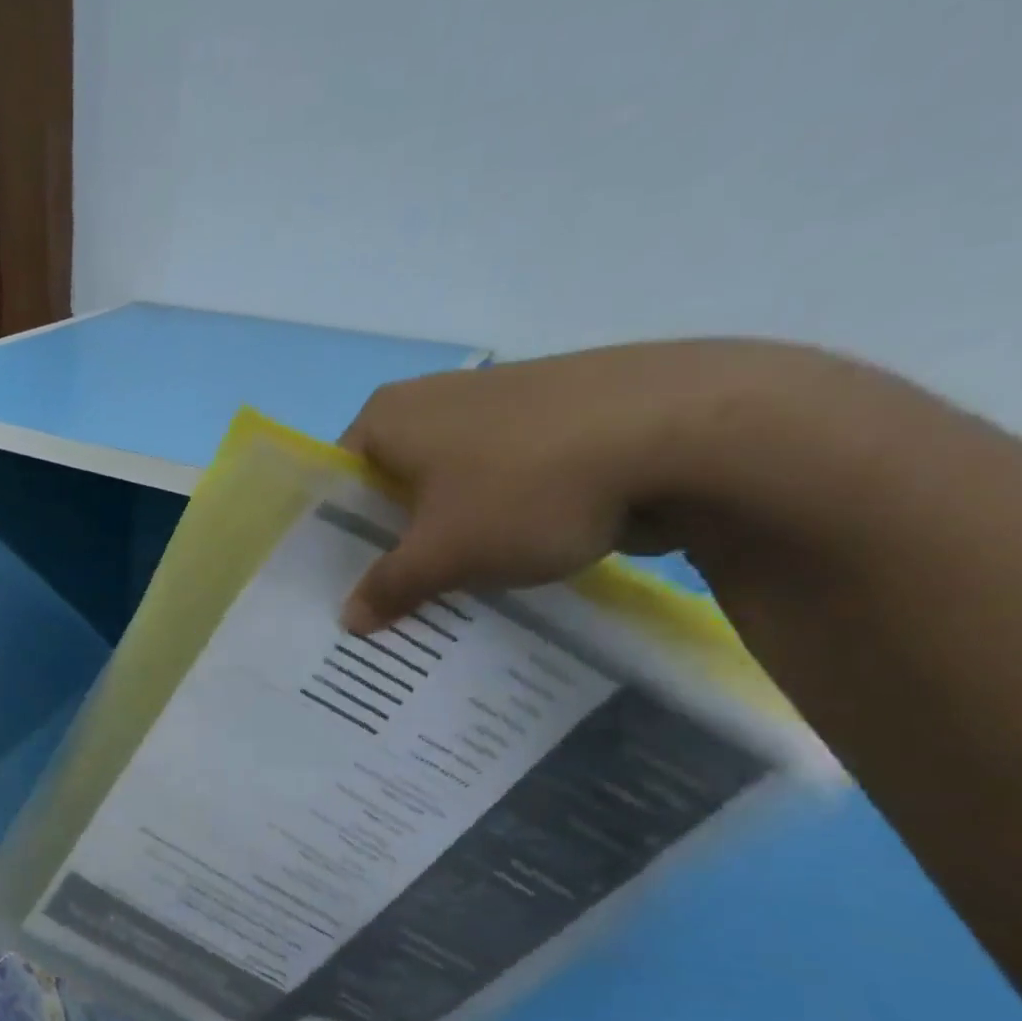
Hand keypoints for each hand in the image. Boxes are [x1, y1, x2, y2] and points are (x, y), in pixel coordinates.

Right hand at [336, 339, 806, 632]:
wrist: (689, 431)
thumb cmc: (526, 488)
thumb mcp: (442, 555)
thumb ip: (387, 588)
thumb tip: (348, 621)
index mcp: (388, 416)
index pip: (334, 485)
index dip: (331, 542)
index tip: (338, 589)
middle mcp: (435, 400)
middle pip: (390, 489)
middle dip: (388, 548)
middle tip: (386, 605)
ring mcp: (499, 406)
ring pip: (448, 490)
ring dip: (444, 540)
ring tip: (445, 594)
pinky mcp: (555, 422)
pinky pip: (500, 485)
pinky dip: (495, 525)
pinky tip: (508, 564)